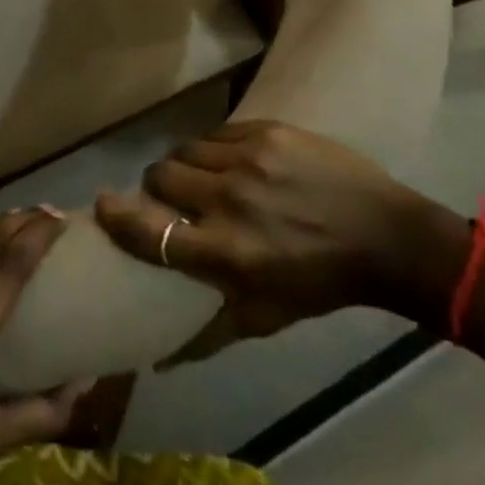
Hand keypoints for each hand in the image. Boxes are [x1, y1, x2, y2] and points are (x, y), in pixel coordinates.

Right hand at [95, 122, 468, 363]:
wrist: (383, 233)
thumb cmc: (321, 282)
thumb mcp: (266, 317)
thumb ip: (210, 331)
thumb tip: (159, 355)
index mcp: (229, 253)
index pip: (153, 234)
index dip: (119, 218)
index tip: (101, 206)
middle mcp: (230, 201)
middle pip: (161, 177)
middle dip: (157, 187)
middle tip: (171, 197)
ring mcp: (248, 159)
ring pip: (185, 150)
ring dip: (184, 165)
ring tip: (201, 177)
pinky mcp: (264, 129)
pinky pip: (215, 133)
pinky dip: (212, 148)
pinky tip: (229, 160)